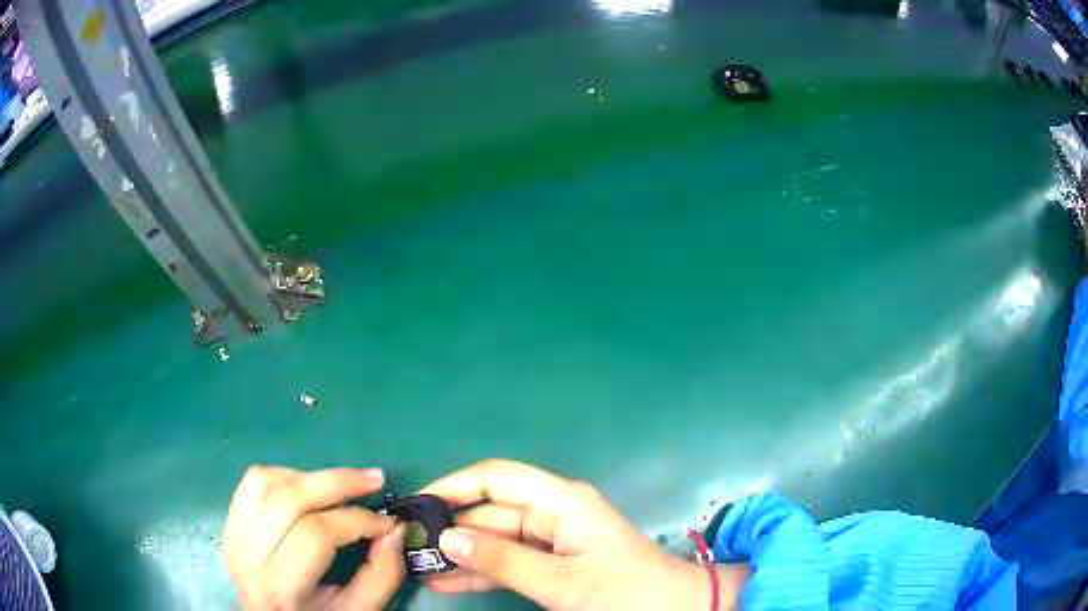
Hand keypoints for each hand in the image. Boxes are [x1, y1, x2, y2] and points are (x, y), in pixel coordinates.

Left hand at [222, 466, 406, 609]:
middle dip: (337, 482)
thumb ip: (381, 574)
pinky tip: (307, 488)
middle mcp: (247, 556)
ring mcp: (233, 535)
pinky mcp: (229, 523)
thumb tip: (395, 529)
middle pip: (289, 499)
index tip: (389, 522)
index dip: (357, 520)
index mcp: (280, 587)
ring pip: (266, 482)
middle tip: (373, 478)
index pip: (316, 534)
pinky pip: (252, 482)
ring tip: (340, 487)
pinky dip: (284, 476)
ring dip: (309, 477)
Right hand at [420, 460, 747, 609]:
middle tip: (409, 546)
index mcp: (559, 500)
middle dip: (451, 527)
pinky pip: (508, 560)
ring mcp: (551, 538)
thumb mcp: (561, 581)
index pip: (495, 477)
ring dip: (460, 553)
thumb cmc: (623, 591)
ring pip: (495, 539)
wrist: (670, 608)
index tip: (418, 505)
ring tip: (418, 566)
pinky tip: (446, 582)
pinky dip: (480, 570)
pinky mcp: (552, 561)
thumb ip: (503, 560)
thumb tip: (446, 539)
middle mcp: (552, 512)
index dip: (454, 485)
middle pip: (490, 510)